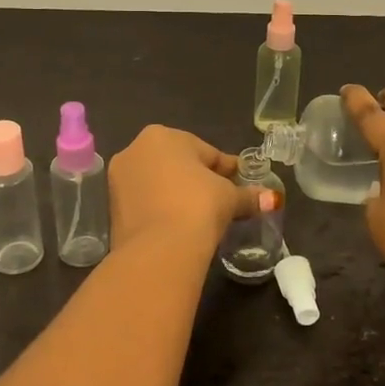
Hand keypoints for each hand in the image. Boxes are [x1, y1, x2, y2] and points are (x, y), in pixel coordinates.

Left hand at [108, 125, 270, 255]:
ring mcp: (119, 179)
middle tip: (221, 201)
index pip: (206, 151)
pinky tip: (179, 226)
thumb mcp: (229, 198)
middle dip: (199, 180)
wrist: (158, 250)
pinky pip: (146, 203)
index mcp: (163, 136)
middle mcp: (135, 150)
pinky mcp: (112, 208)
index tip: (240, 183)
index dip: (226, 170)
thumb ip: (248, 195)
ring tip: (200, 217)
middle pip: (179, 164)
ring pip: (159, 183)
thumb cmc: (198, 206)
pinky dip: (162, 210)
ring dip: (178, 195)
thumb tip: (272, 199)